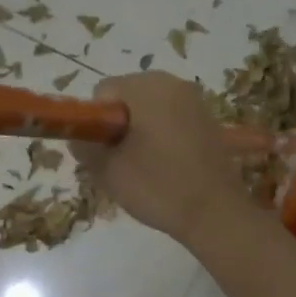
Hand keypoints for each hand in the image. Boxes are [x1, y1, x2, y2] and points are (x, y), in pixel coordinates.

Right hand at [69, 73, 258, 245]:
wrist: (215, 212)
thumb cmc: (157, 186)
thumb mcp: (108, 170)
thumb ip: (85, 147)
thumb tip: (80, 137)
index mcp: (147, 86)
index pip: (104, 93)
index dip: (96, 122)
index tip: (104, 151)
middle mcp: (173, 83)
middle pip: (128, 97)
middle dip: (118, 125)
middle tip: (121, 161)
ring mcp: (195, 101)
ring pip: (150, 109)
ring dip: (140, 131)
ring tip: (144, 167)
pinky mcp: (208, 120)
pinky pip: (171, 120)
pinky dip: (162, 136)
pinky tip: (166, 166)